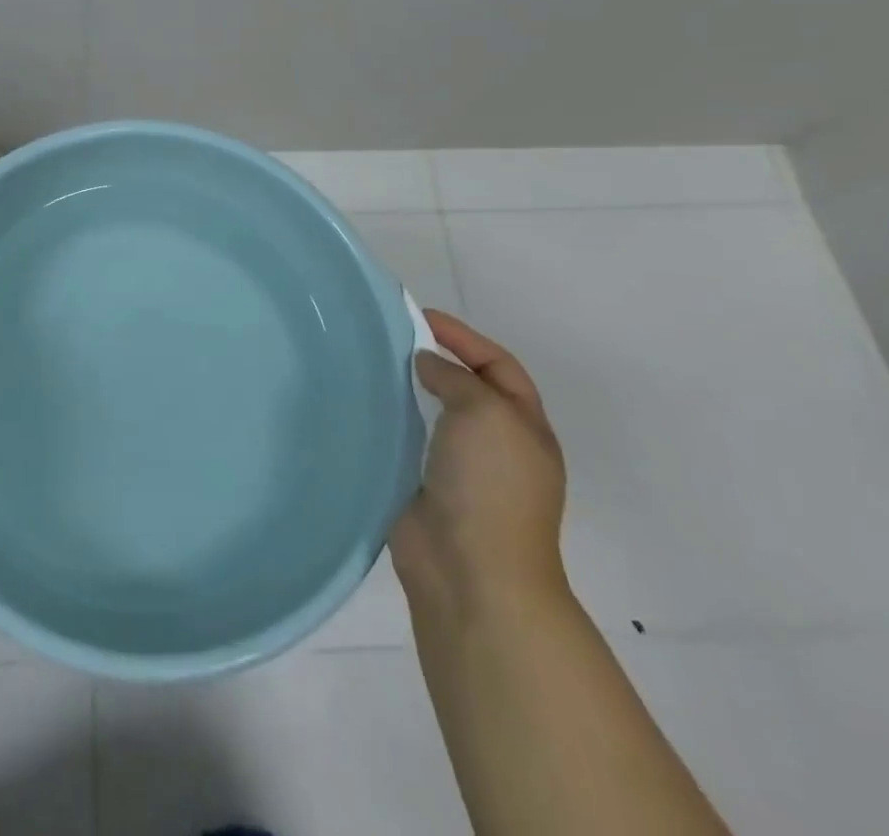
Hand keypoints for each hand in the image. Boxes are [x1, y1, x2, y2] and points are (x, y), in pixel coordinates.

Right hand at [390, 309, 568, 618]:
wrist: (471, 572)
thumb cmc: (490, 485)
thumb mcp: (486, 413)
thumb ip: (456, 377)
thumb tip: (425, 364)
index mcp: (524, 426)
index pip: (498, 365)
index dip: (463, 337)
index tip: (420, 316)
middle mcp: (495, 444)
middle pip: (465, 386)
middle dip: (433, 359)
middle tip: (390, 336)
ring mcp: (457, 468)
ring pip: (432, 412)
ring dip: (407, 387)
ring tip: (371, 362)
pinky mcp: (421, 484)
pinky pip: (405, 438)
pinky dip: (388, 418)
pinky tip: (363, 403)